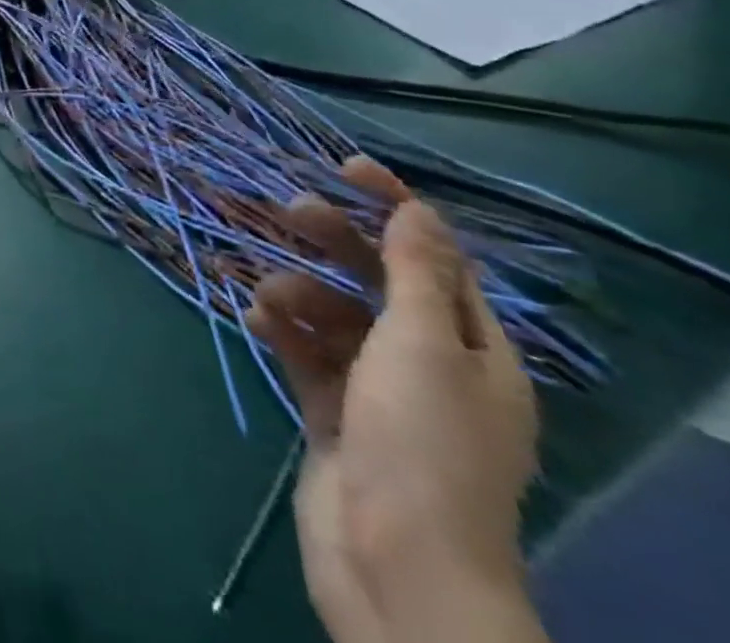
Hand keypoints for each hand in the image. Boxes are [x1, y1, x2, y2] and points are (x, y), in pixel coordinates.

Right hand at [245, 158, 541, 642]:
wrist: (394, 561)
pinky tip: (255, 318)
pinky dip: (281, 329)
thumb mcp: (425, 345)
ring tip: (269, 297)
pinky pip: (304, 351)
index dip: (395, 207)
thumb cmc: (422, 442)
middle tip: (287, 208)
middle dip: (334, 242)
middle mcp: (429, 362)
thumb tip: (419, 209)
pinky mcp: (333, 410)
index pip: (435, 257)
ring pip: (333, 313)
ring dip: (298, 292)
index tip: (345, 168)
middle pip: (377, 280)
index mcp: (474, 349)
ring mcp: (377, 388)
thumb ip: (416, 272)